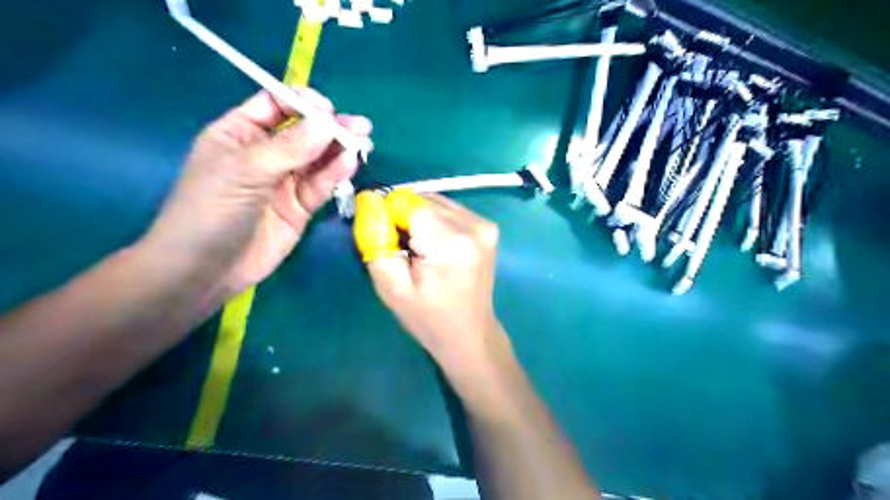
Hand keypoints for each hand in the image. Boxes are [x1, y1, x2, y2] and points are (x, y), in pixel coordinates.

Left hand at [142, 87, 371, 301]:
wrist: (206, 271)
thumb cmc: (210, 211)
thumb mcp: (244, 172)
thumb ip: (288, 148)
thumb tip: (327, 122)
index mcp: (240, 133)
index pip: (276, 105)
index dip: (303, 103)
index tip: (327, 110)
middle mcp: (266, 153)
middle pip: (305, 132)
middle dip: (331, 127)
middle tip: (360, 127)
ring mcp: (285, 181)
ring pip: (318, 159)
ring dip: (341, 149)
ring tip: (364, 143)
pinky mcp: (301, 206)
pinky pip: (321, 184)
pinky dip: (336, 173)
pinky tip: (350, 163)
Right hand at [361, 195, 498, 362]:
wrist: (470, 334)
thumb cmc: (428, 318)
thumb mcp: (391, 286)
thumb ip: (376, 240)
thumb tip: (369, 202)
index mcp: (451, 242)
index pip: (406, 202)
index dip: (388, 216)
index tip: (386, 240)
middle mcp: (473, 225)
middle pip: (421, 199)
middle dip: (403, 217)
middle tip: (402, 250)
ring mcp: (484, 224)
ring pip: (434, 201)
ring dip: (419, 218)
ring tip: (419, 251)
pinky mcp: (487, 226)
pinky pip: (448, 209)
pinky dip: (434, 221)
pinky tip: (434, 247)